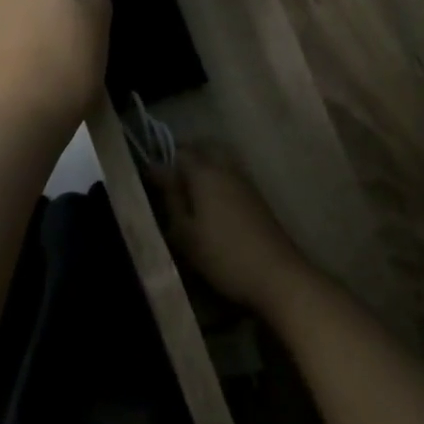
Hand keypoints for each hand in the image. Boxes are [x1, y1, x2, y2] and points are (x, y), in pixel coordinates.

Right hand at [154, 148, 316, 312]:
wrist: (276, 275)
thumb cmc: (223, 255)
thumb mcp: (186, 233)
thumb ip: (171, 199)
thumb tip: (159, 174)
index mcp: (205, 173)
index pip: (179, 153)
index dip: (161, 163)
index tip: (147, 181)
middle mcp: (227, 169)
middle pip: (204, 148)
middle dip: (185, 157)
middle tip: (169, 180)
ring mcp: (246, 182)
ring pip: (220, 160)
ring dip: (203, 167)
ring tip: (187, 194)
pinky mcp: (257, 197)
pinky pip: (231, 175)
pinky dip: (217, 179)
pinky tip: (209, 203)